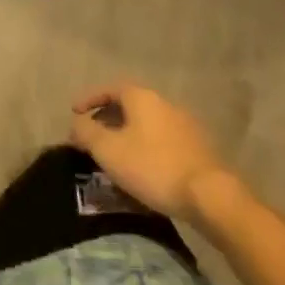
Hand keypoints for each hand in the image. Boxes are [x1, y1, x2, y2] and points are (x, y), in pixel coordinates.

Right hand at [69, 84, 229, 218]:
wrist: (210, 196)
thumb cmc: (153, 167)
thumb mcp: (109, 150)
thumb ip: (87, 133)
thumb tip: (77, 124)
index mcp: (141, 97)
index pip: (109, 89)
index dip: (89, 99)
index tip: (74, 113)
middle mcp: (164, 103)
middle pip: (129, 105)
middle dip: (107, 119)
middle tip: (93, 137)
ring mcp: (185, 125)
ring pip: (146, 124)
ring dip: (128, 135)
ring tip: (115, 155)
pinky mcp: (198, 148)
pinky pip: (162, 140)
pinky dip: (146, 147)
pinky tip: (142, 168)